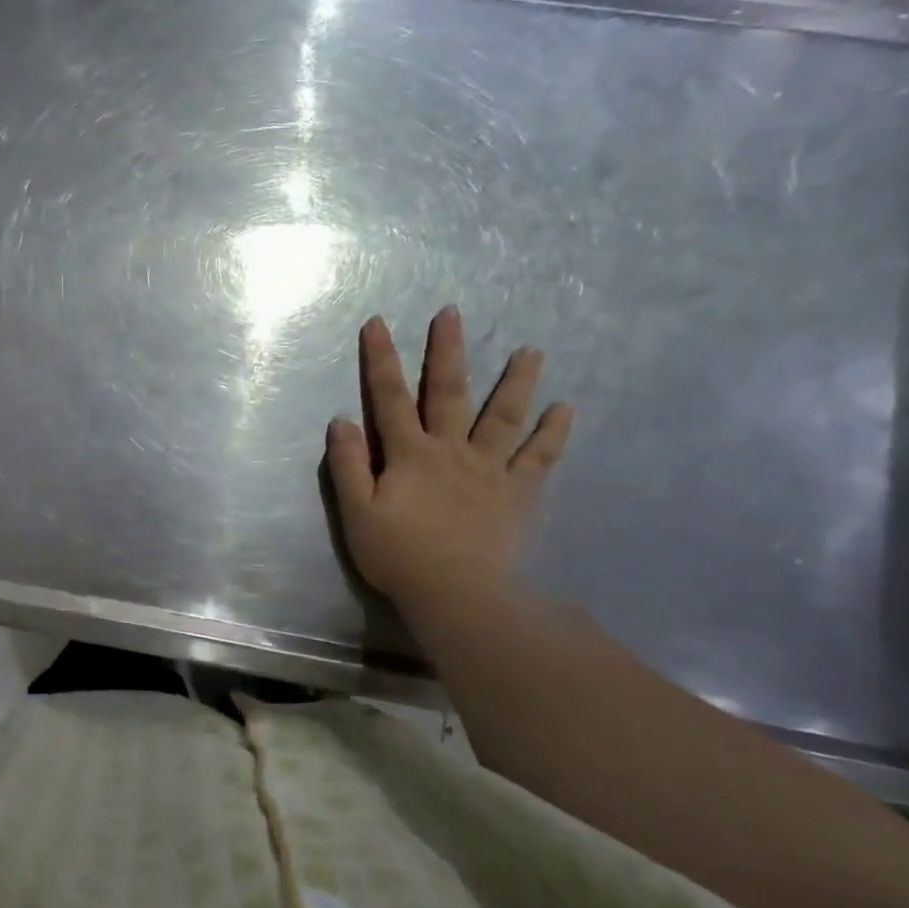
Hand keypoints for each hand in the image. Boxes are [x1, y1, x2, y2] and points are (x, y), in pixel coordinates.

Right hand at [325, 306, 572, 611]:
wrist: (456, 593)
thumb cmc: (398, 554)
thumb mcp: (356, 512)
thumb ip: (348, 465)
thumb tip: (342, 420)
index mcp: (409, 454)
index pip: (390, 397)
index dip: (381, 359)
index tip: (378, 323)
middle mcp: (451, 450)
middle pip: (449, 393)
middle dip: (447, 352)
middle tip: (452, 314)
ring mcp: (489, 469)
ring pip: (504, 416)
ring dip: (516, 381)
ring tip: (531, 350)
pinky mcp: (517, 493)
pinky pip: (539, 458)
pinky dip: (553, 432)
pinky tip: (566, 408)